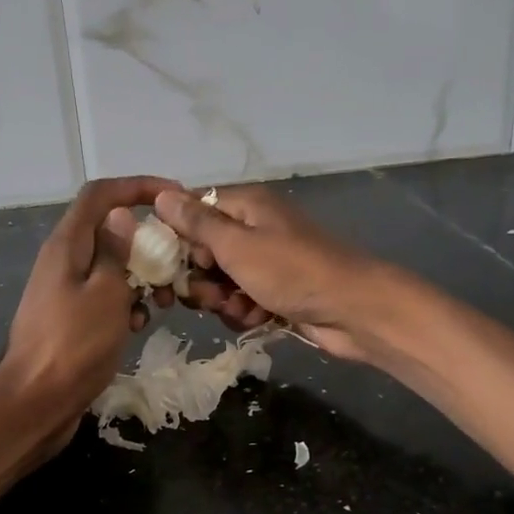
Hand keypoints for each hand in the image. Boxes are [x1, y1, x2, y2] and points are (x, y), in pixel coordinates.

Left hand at [0, 175, 179, 449]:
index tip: (174, 197)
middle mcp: (64, 259)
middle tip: (177, 262)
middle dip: (147, 242)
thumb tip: (122, 215)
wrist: (36, 402)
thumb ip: (116, 251)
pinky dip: (126, 303)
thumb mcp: (106, 293)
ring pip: (112, 267)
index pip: (101, 194)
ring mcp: (66, 289)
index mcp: (68, 244)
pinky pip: (105, 296)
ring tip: (164, 301)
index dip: (137, 186)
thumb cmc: (74, 345)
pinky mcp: (71, 317)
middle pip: (110, 230)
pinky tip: (139, 326)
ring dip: (141, 278)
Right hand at [153, 185, 391, 361]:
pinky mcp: (274, 293)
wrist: (352, 310)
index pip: (193, 212)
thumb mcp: (237, 245)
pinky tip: (259, 319)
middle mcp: (254, 230)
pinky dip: (245, 312)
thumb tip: (161, 194)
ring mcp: (266, 263)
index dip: (179, 238)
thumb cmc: (292, 271)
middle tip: (211, 294)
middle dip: (201, 278)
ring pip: (220, 282)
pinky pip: (242, 301)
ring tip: (243, 308)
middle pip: (203, 252)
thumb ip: (197, 223)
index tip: (173, 262)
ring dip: (223, 300)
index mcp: (245, 207)